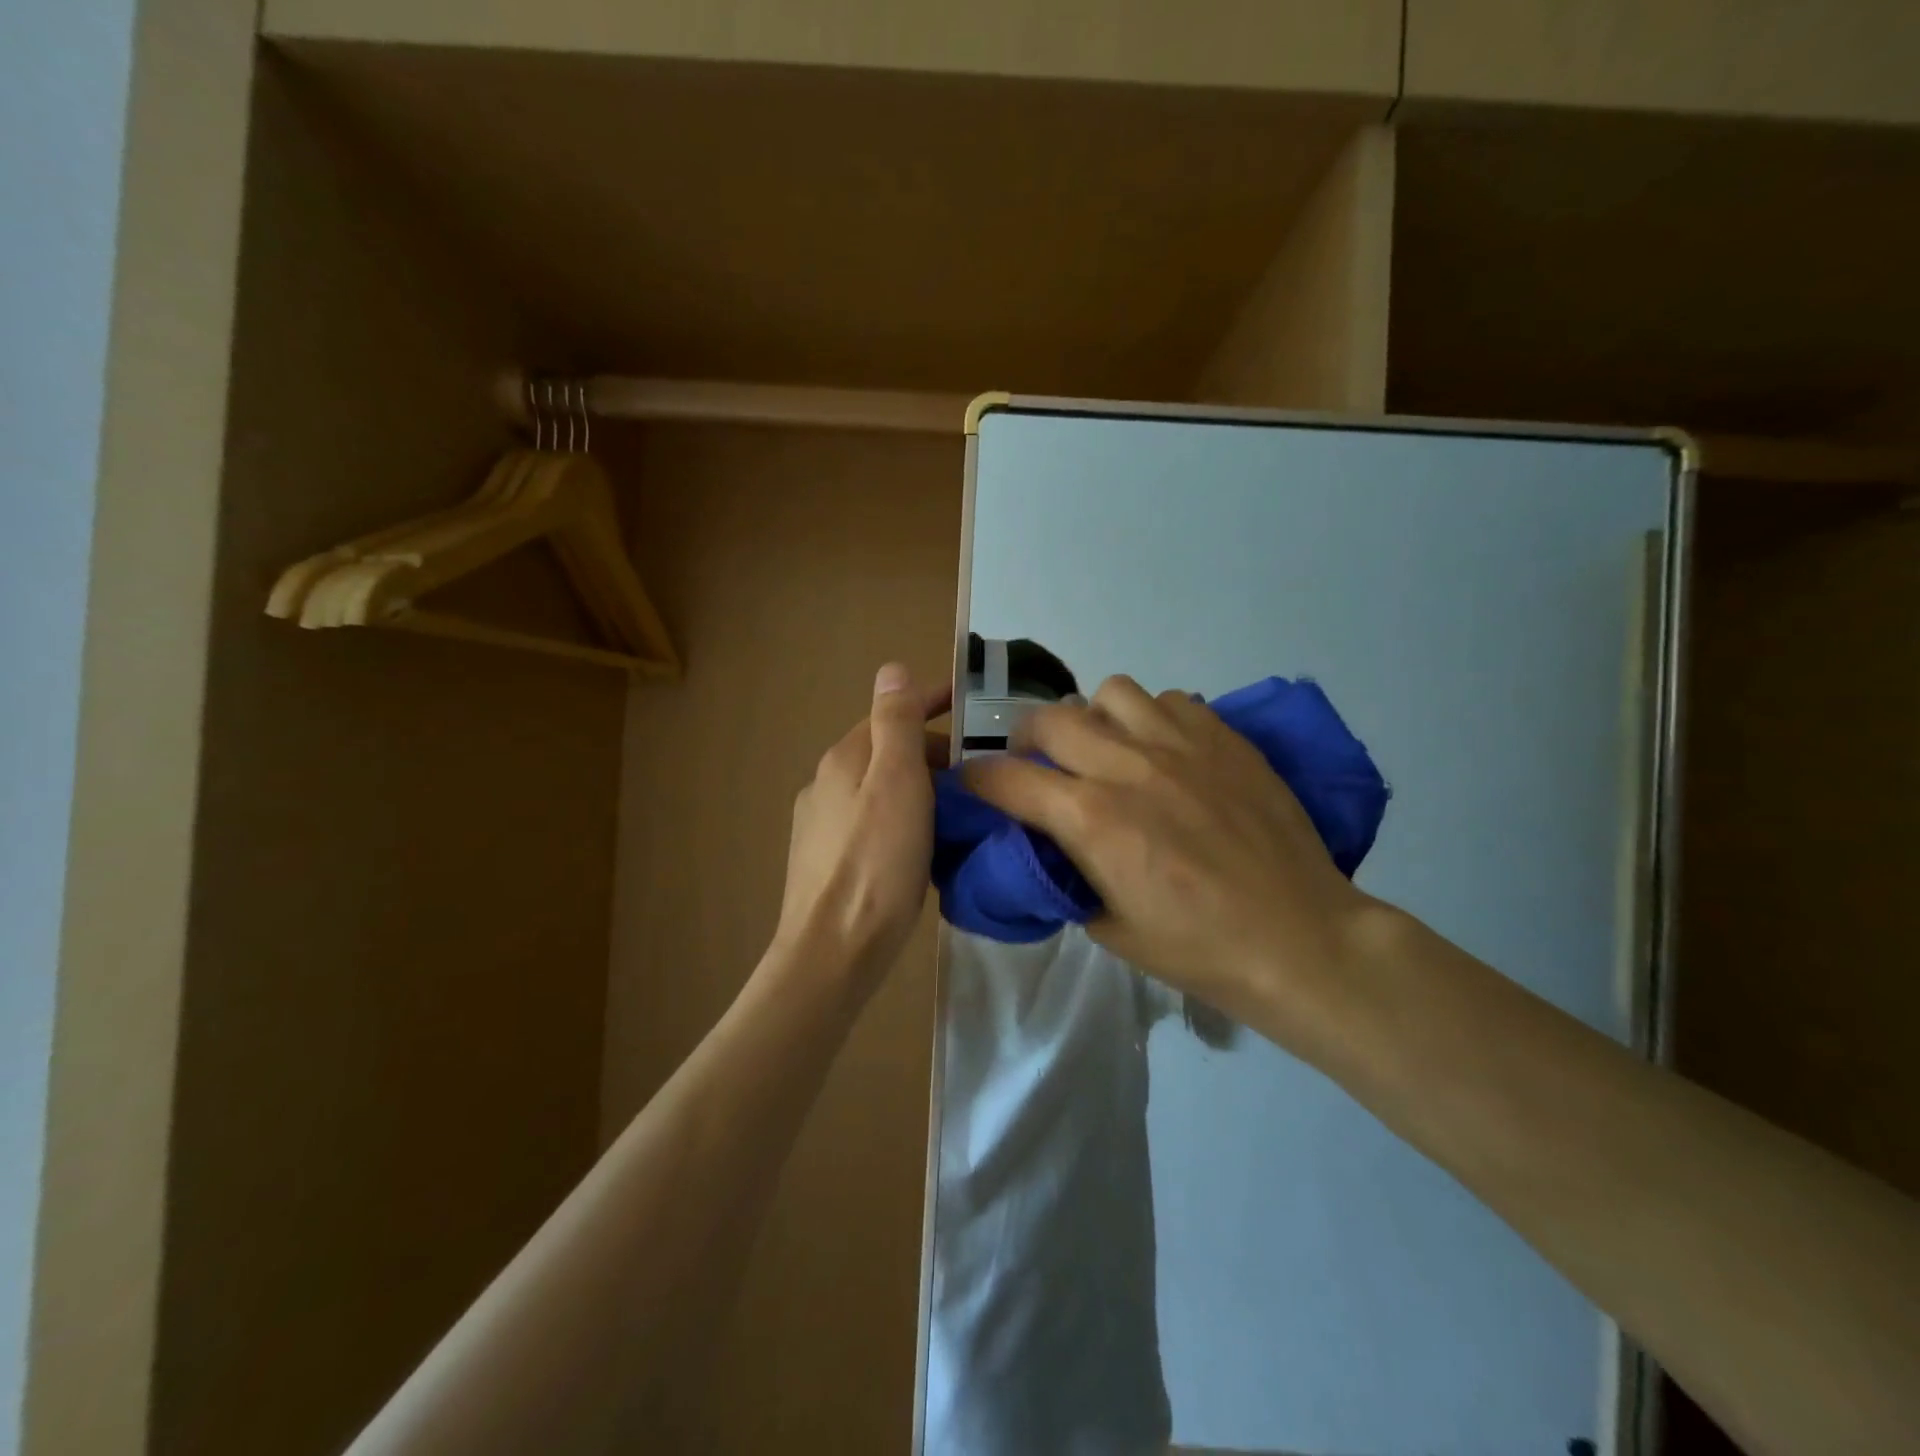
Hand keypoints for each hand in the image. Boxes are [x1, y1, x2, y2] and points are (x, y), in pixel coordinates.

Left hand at [773, 664, 949, 999]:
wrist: (834, 951)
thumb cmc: (876, 862)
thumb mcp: (897, 782)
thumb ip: (896, 724)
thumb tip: (892, 669)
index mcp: (844, 759)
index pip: (890, 714)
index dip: (928, 702)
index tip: (966, 702)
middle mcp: (826, 785)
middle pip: (885, 753)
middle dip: (930, 753)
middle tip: (978, 775)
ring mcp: (822, 826)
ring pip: (880, 790)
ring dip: (918, 790)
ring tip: (959, 813)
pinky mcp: (826, 862)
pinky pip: (873, 824)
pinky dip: (902, 822)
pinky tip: (922, 849)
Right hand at [961, 675, 1382, 1044]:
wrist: (1300, 939)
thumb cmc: (1200, 949)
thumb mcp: (1110, 928)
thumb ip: (1067, 876)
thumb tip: (1050, 846)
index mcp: (1091, 820)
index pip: (1005, 778)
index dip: (977, 780)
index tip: (974, 786)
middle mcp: (1127, 766)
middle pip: (1047, 719)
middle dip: (1026, 741)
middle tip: (1039, 765)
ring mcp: (1180, 744)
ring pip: (1109, 692)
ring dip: (1093, 718)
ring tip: (1107, 749)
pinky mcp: (1223, 737)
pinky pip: (1169, 700)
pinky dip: (1151, 718)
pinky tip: (1165, 751)